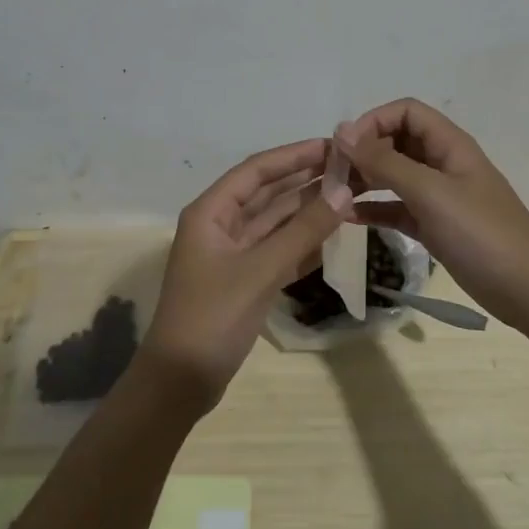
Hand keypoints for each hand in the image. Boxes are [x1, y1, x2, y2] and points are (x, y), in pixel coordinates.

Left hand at [144, 138, 343, 409]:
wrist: (180, 382)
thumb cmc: (212, 317)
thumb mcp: (260, 270)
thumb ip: (303, 231)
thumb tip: (343, 193)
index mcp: (211, 213)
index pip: (256, 171)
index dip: (293, 156)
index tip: (332, 146)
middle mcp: (220, 226)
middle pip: (267, 194)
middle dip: (304, 180)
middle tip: (348, 169)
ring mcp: (232, 254)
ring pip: (275, 223)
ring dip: (307, 211)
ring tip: (348, 196)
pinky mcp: (244, 280)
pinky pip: (277, 251)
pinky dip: (302, 243)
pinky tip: (332, 237)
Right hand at [334, 99, 528, 332]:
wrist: (528, 291)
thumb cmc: (481, 233)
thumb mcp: (430, 192)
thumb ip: (385, 162)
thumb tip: (342, 131)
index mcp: (449, 144)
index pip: (406, 112)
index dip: (374, 121)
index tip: (345, 147)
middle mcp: (442, 163)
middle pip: (396, 141)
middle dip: (363, 151)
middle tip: (332, 174)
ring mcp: (439, 196)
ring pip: (393, 175)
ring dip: (364, 179)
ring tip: (333, 194)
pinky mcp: (434, 226)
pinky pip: (397, 207)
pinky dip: (374, 208)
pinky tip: (348, 218)